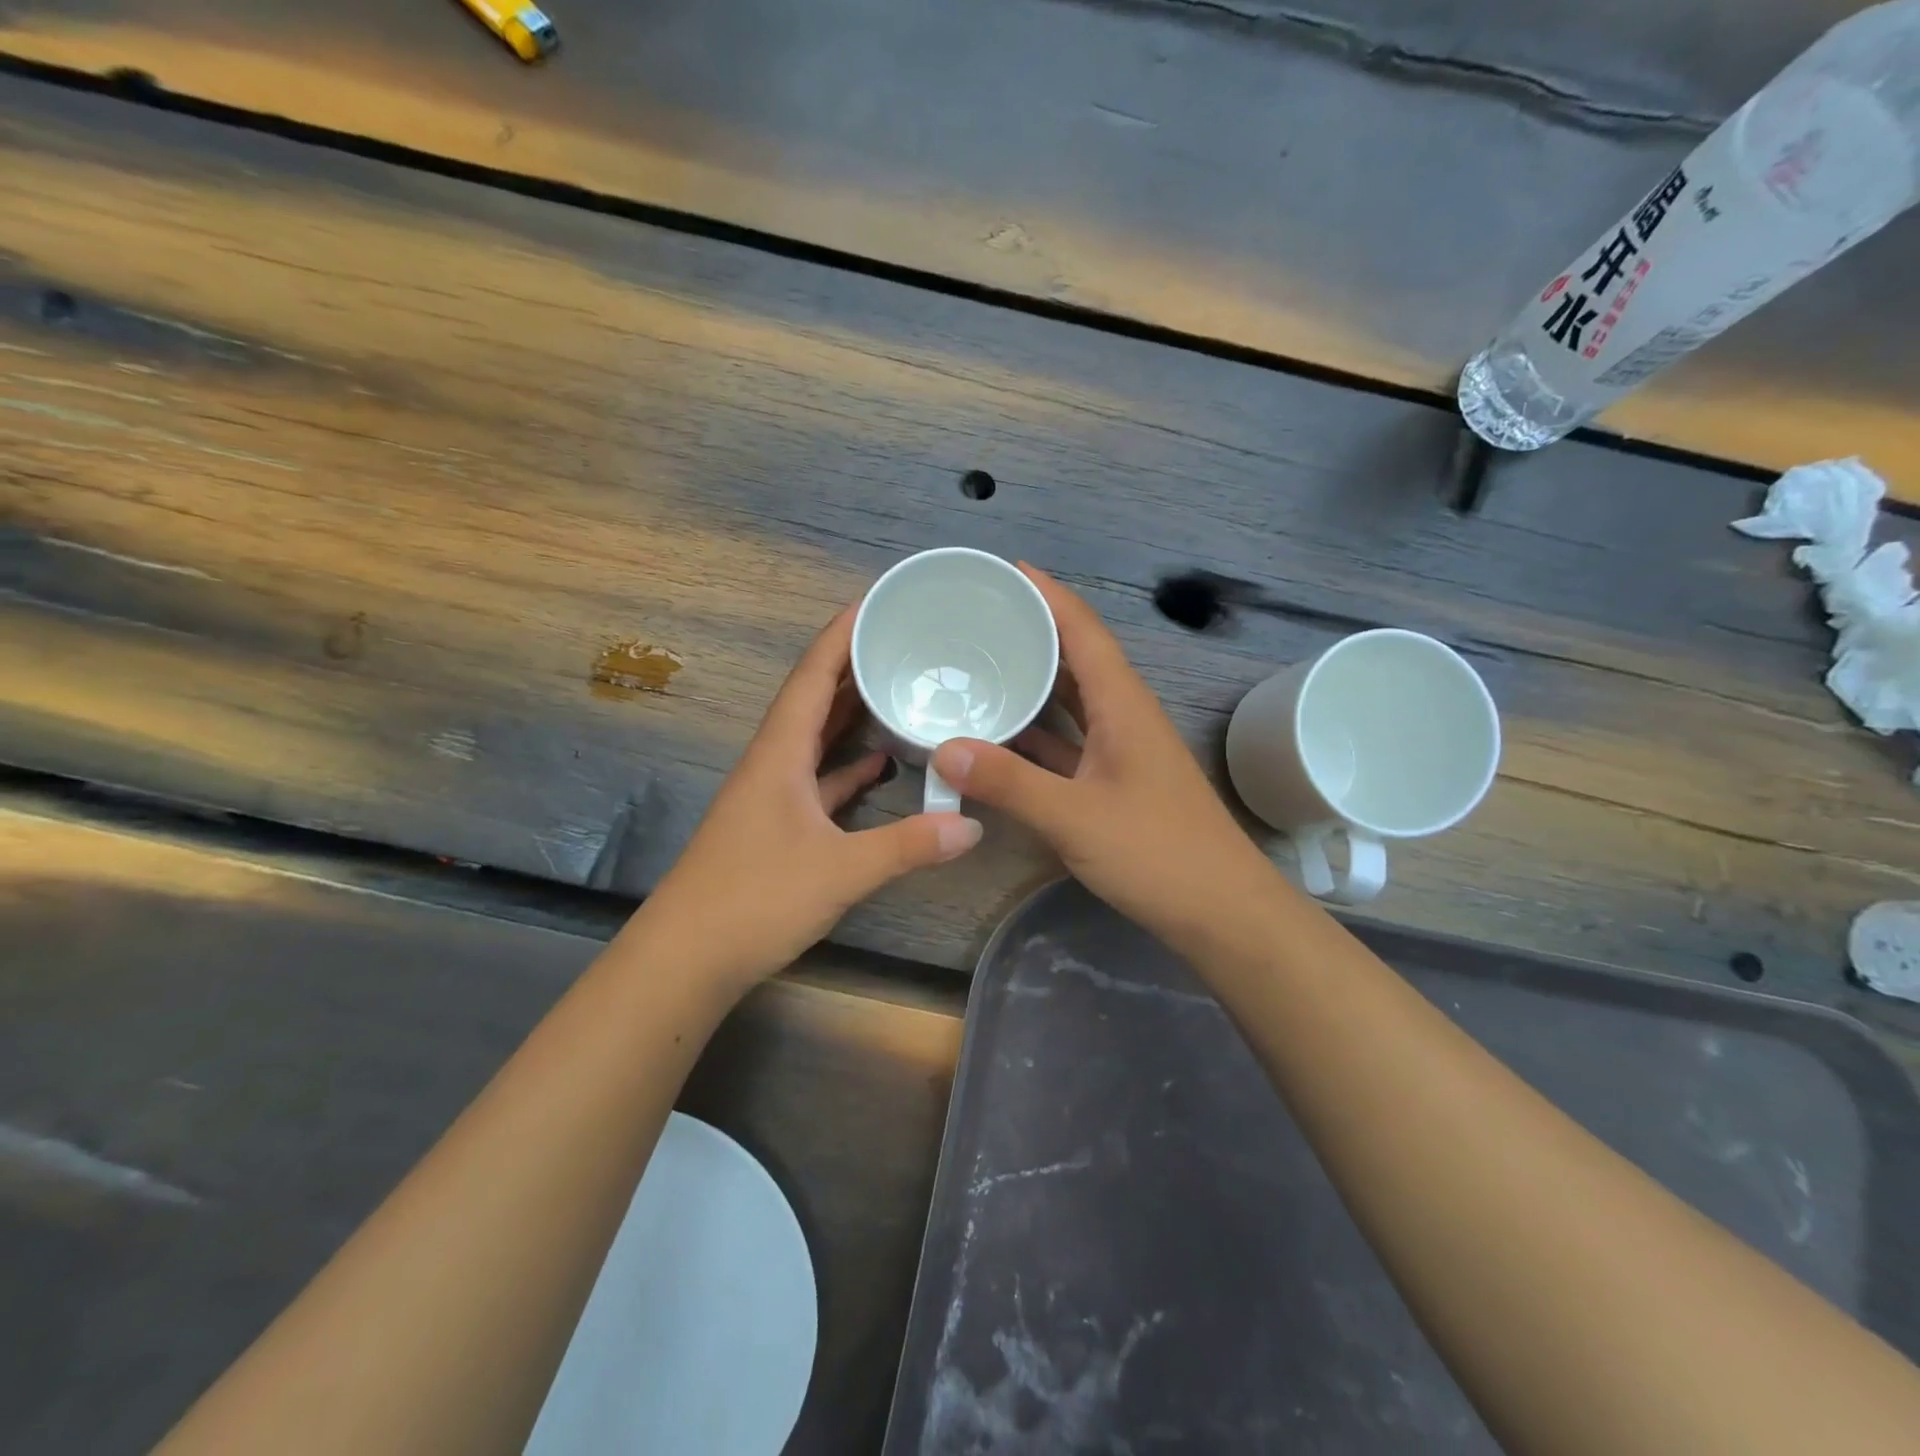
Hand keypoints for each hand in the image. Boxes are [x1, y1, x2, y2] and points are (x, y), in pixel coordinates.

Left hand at [633, 604, 981, 991]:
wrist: (686, 958)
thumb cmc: (753, 899)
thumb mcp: (840, 870)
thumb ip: (907, 846)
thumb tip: (972, 826)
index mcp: (779, 752)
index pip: (812, 675)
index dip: (841, 633)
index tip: (876, 601)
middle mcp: (773, 762)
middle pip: (814, 697)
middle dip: (853, 664)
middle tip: (902, 639)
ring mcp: (773, 795)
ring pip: (815, 737)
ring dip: (850, 712)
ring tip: (896, 688)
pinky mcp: (777, 825)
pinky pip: (817, 778)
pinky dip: (847, 766)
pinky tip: (879, 765)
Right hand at [931, 565, 1276, 943]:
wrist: (1221, 912)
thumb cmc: (1157, 853)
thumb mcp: (1075, 817)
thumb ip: (1009, 783)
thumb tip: (944, 749)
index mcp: (1123, 705)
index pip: (1083, 631)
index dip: (1048, 595)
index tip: (1006, 571)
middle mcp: (1123, 716)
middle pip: (1076, 658)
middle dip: (1033, 632)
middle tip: (977, 618)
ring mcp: (1121, 751)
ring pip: (1072, 702)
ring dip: (1034, 683)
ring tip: (981, 667)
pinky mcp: (1115, 783)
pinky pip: (1069, 742)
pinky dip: (1037, 734)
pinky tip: (1001, 739)